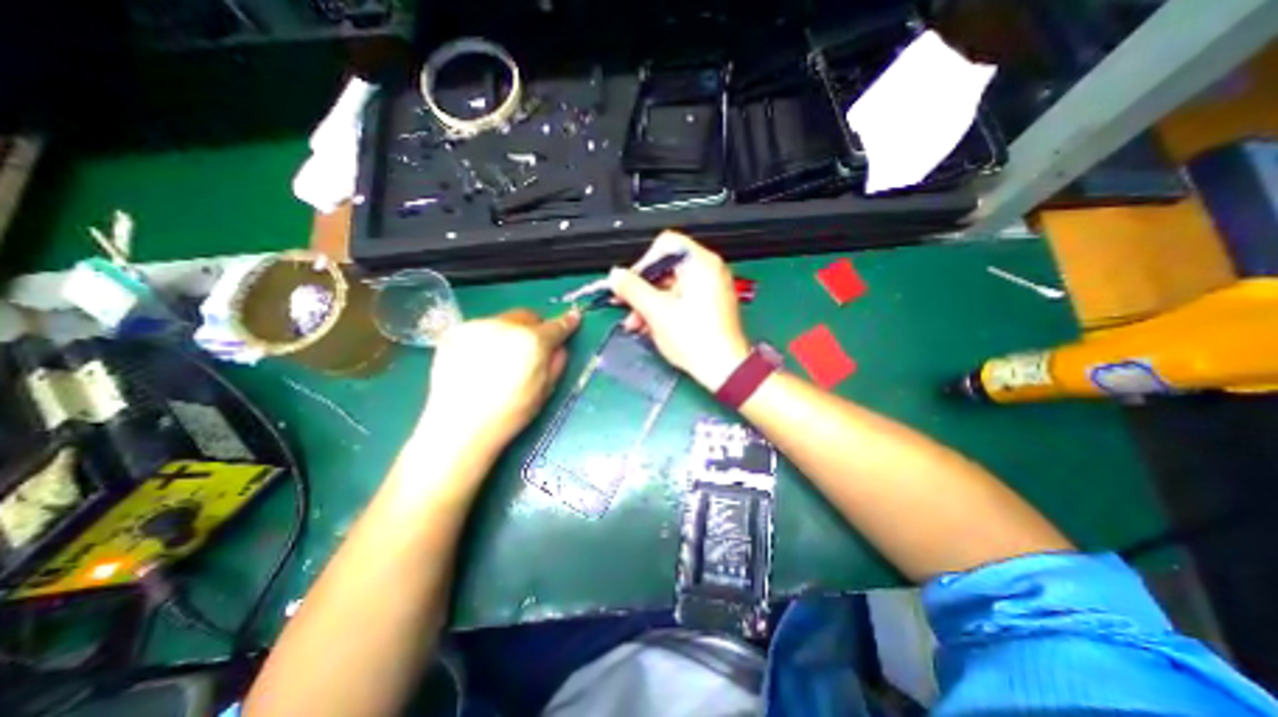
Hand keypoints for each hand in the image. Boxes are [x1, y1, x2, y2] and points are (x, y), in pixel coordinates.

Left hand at [420, 307, 580, 454]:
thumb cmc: (509, 413)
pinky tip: (481, 361)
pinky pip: (480, 329)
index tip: (572, 319)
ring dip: (509, 333)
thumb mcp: (544, 391)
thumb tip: (559, 347)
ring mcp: (476, 327)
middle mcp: (505, 326)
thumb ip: (556, 363)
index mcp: (532, 342)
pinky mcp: (454, 332)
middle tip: (532, 349)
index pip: (555, 326)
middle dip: (534, 328)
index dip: (566, 323)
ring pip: (503, 320)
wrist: (458, 426)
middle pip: (527, 316)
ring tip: (501, 359)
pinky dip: (486, 339)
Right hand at [606, 230, 751, 391]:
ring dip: (650, 303)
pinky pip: (682, 299)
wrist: (724, 369)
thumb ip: (632, 289)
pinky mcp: (710, 305)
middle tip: (627, 307)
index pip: (665, 245)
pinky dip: (665, 309)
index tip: (630, 284)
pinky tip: (651, 327)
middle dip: (642, 290)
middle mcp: (709, 270)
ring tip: (636, 324)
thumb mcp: (656, 311)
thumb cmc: (695, 339)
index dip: (643, 263)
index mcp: (701, 263)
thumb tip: (615, 275)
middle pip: (666, 268)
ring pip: (671, 286)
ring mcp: (711, 288)